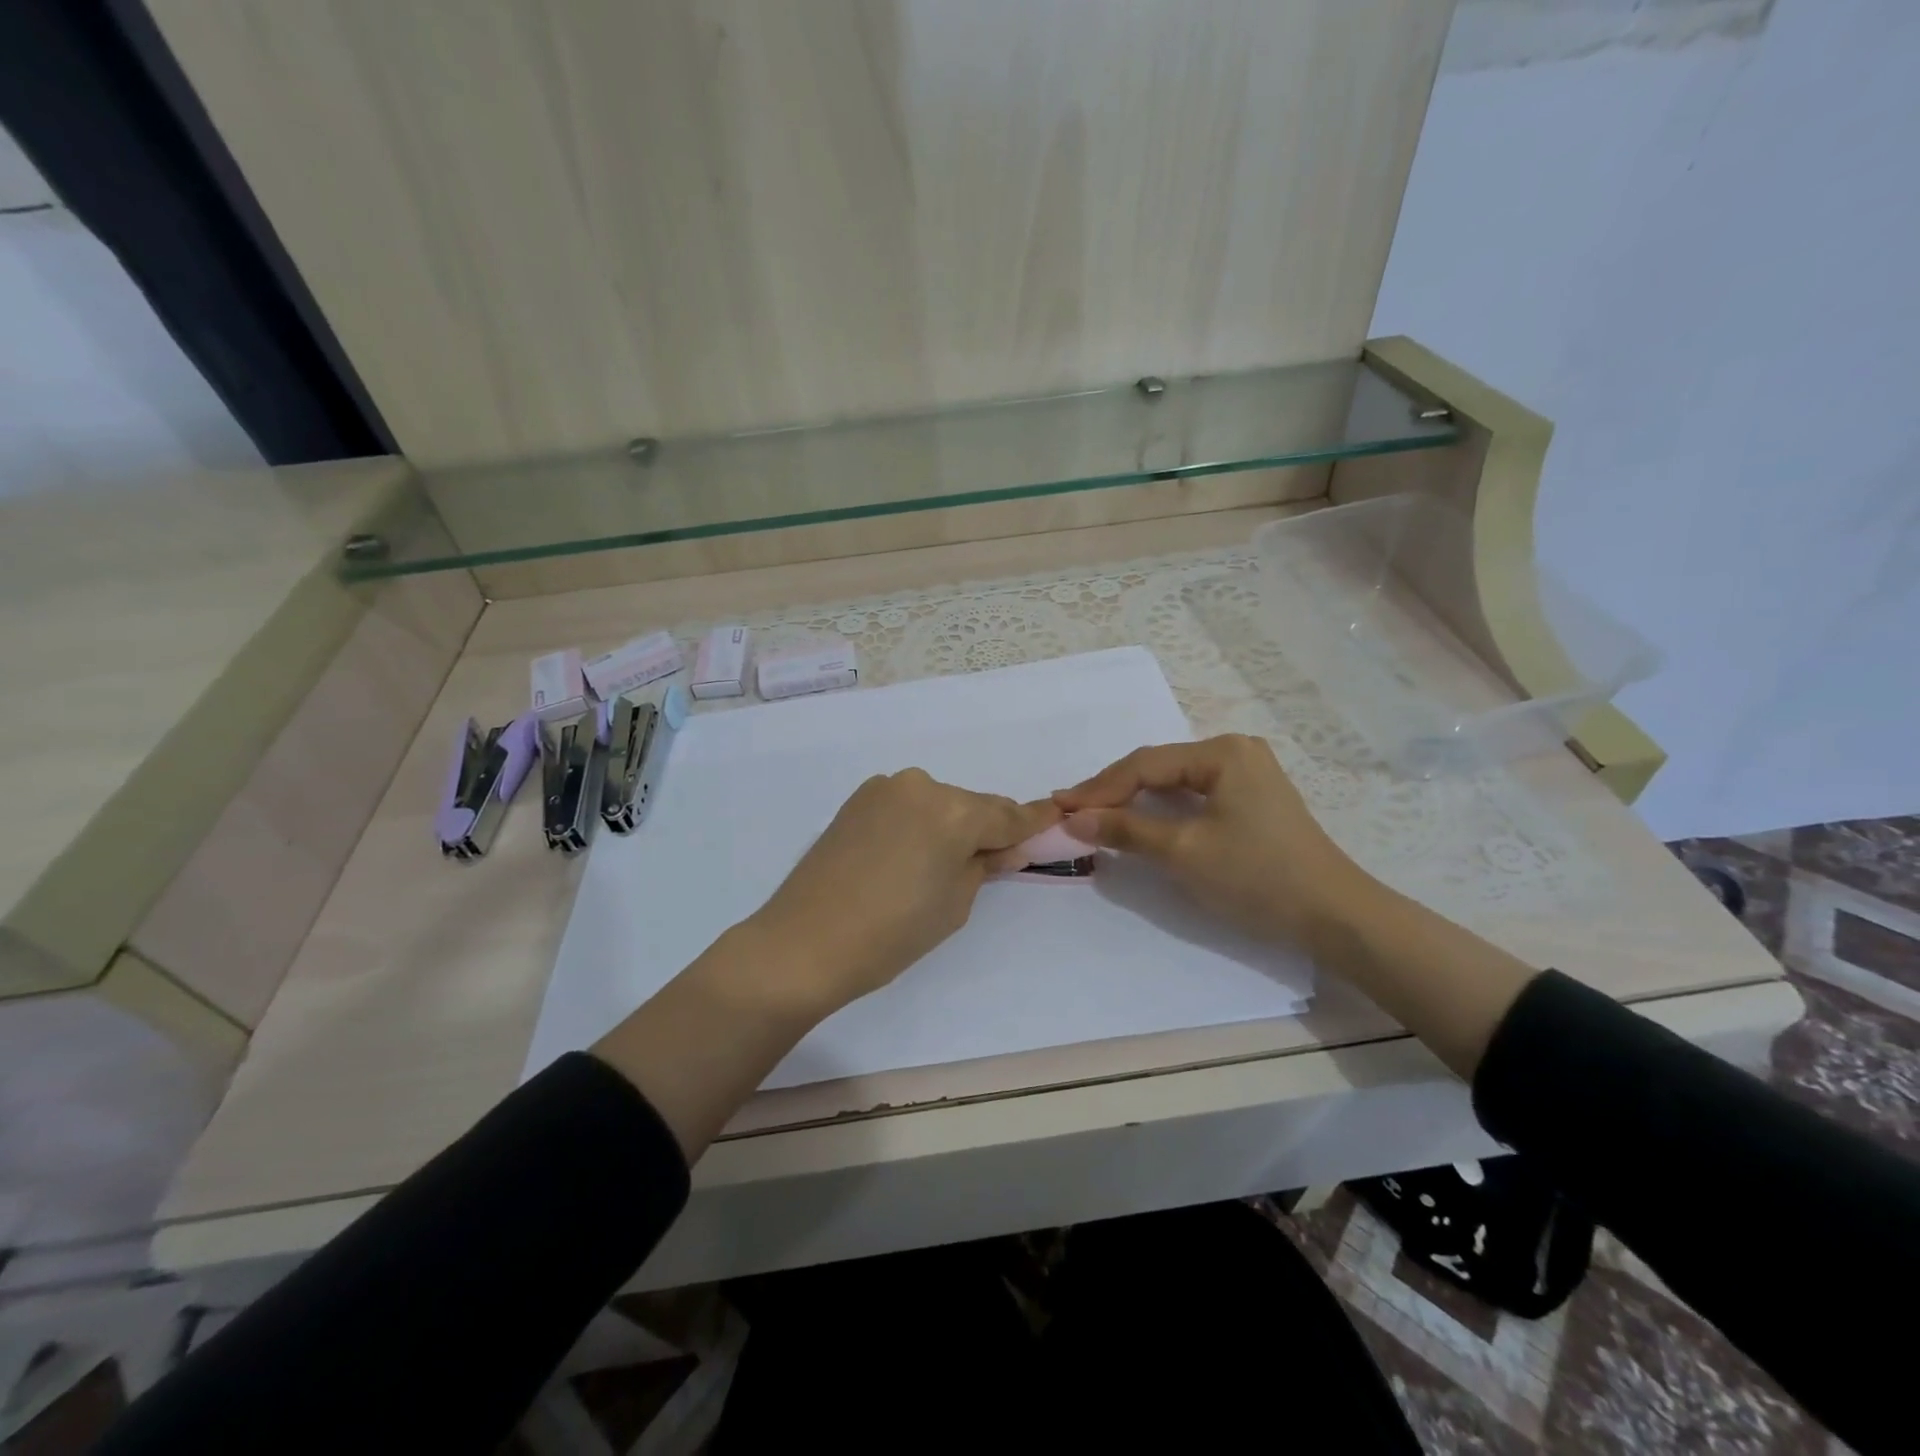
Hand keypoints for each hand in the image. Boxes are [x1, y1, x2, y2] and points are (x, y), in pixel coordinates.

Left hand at [746, 770, 1059, 1012]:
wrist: (805, 941)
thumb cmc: (891, 933)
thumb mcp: (955, 904)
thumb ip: (984, 865)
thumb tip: (1004, 847)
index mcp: (954, 812)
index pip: (1007, 816)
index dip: (1034, 820)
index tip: (1057, 814)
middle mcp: (922, 786)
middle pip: (972, 806)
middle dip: (987, 828)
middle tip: (997, 858)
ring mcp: (885, 789)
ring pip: (938, 804)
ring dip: (950, 825)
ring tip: (943, 862)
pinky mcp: (858, 799)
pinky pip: (907, 806)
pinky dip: (920, 823)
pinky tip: (910, 852)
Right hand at [1054, 734, 1373, 945]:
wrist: (1334, 916)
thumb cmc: (1257, 877)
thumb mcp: (1183, 852)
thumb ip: (1125, 830)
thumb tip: (1072, 820)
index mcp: (1221, 751)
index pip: (1144, 765)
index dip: (1098, 788)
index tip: (1059, 807)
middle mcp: (1234, 750)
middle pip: (1158, 768)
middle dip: (1114, 792)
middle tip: (1072, 813)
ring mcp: (1246, 773)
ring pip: (1174, 782)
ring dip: (1134, 800)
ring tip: (1095, 816)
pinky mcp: (1251, 798)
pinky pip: (1193, 794)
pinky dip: (1161, 809)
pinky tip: (1138, 820)